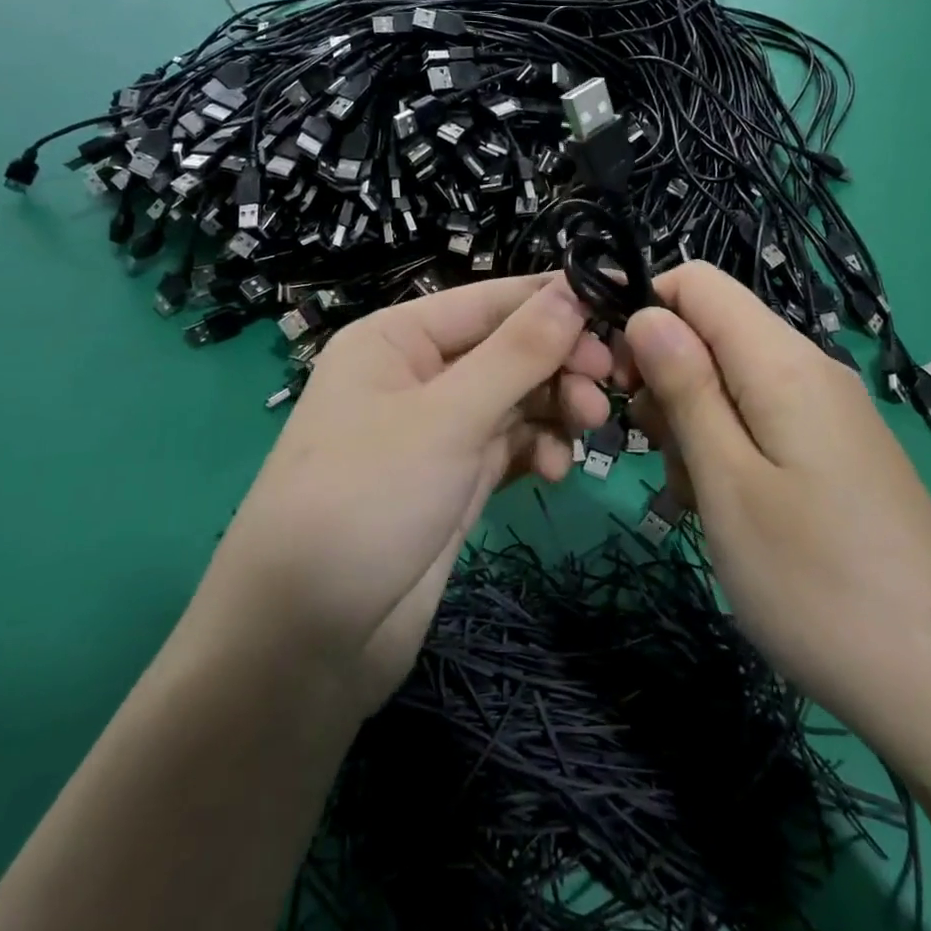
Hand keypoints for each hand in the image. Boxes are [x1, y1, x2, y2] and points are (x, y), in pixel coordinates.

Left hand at [192, 276, 611, 717]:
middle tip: (608, 384)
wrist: (307, 640)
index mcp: (397, 339)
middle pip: (508, 348)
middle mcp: (417, 375)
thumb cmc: (367, 501)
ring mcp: (437, 432)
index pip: (490, 300)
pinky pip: (510, 446)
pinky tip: (556, 472)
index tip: (623, 307)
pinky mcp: (454, 481)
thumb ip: (516, 353)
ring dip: (556, 407)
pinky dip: (539, 450)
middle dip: (559, 362)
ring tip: (588, 430)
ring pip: (515, 399)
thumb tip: (572, 290)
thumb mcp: (446, 418)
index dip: (555, 300)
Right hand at [621, 263, 930, 774]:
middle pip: (715, 332)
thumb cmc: (814, 585)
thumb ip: (685, 388)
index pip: (698, 282)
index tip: (616, 379)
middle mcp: (815, 371)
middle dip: (665, 379)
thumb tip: (647, 313)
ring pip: (735, 382)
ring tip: (694, 498)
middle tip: (656, 456)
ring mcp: (834, 415)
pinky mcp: (842, 455)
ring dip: (694, 424)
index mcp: (785, 362)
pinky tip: (730, 512)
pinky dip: (730, 451)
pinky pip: (767, 422)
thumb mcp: (727, 484)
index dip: (645, 311)